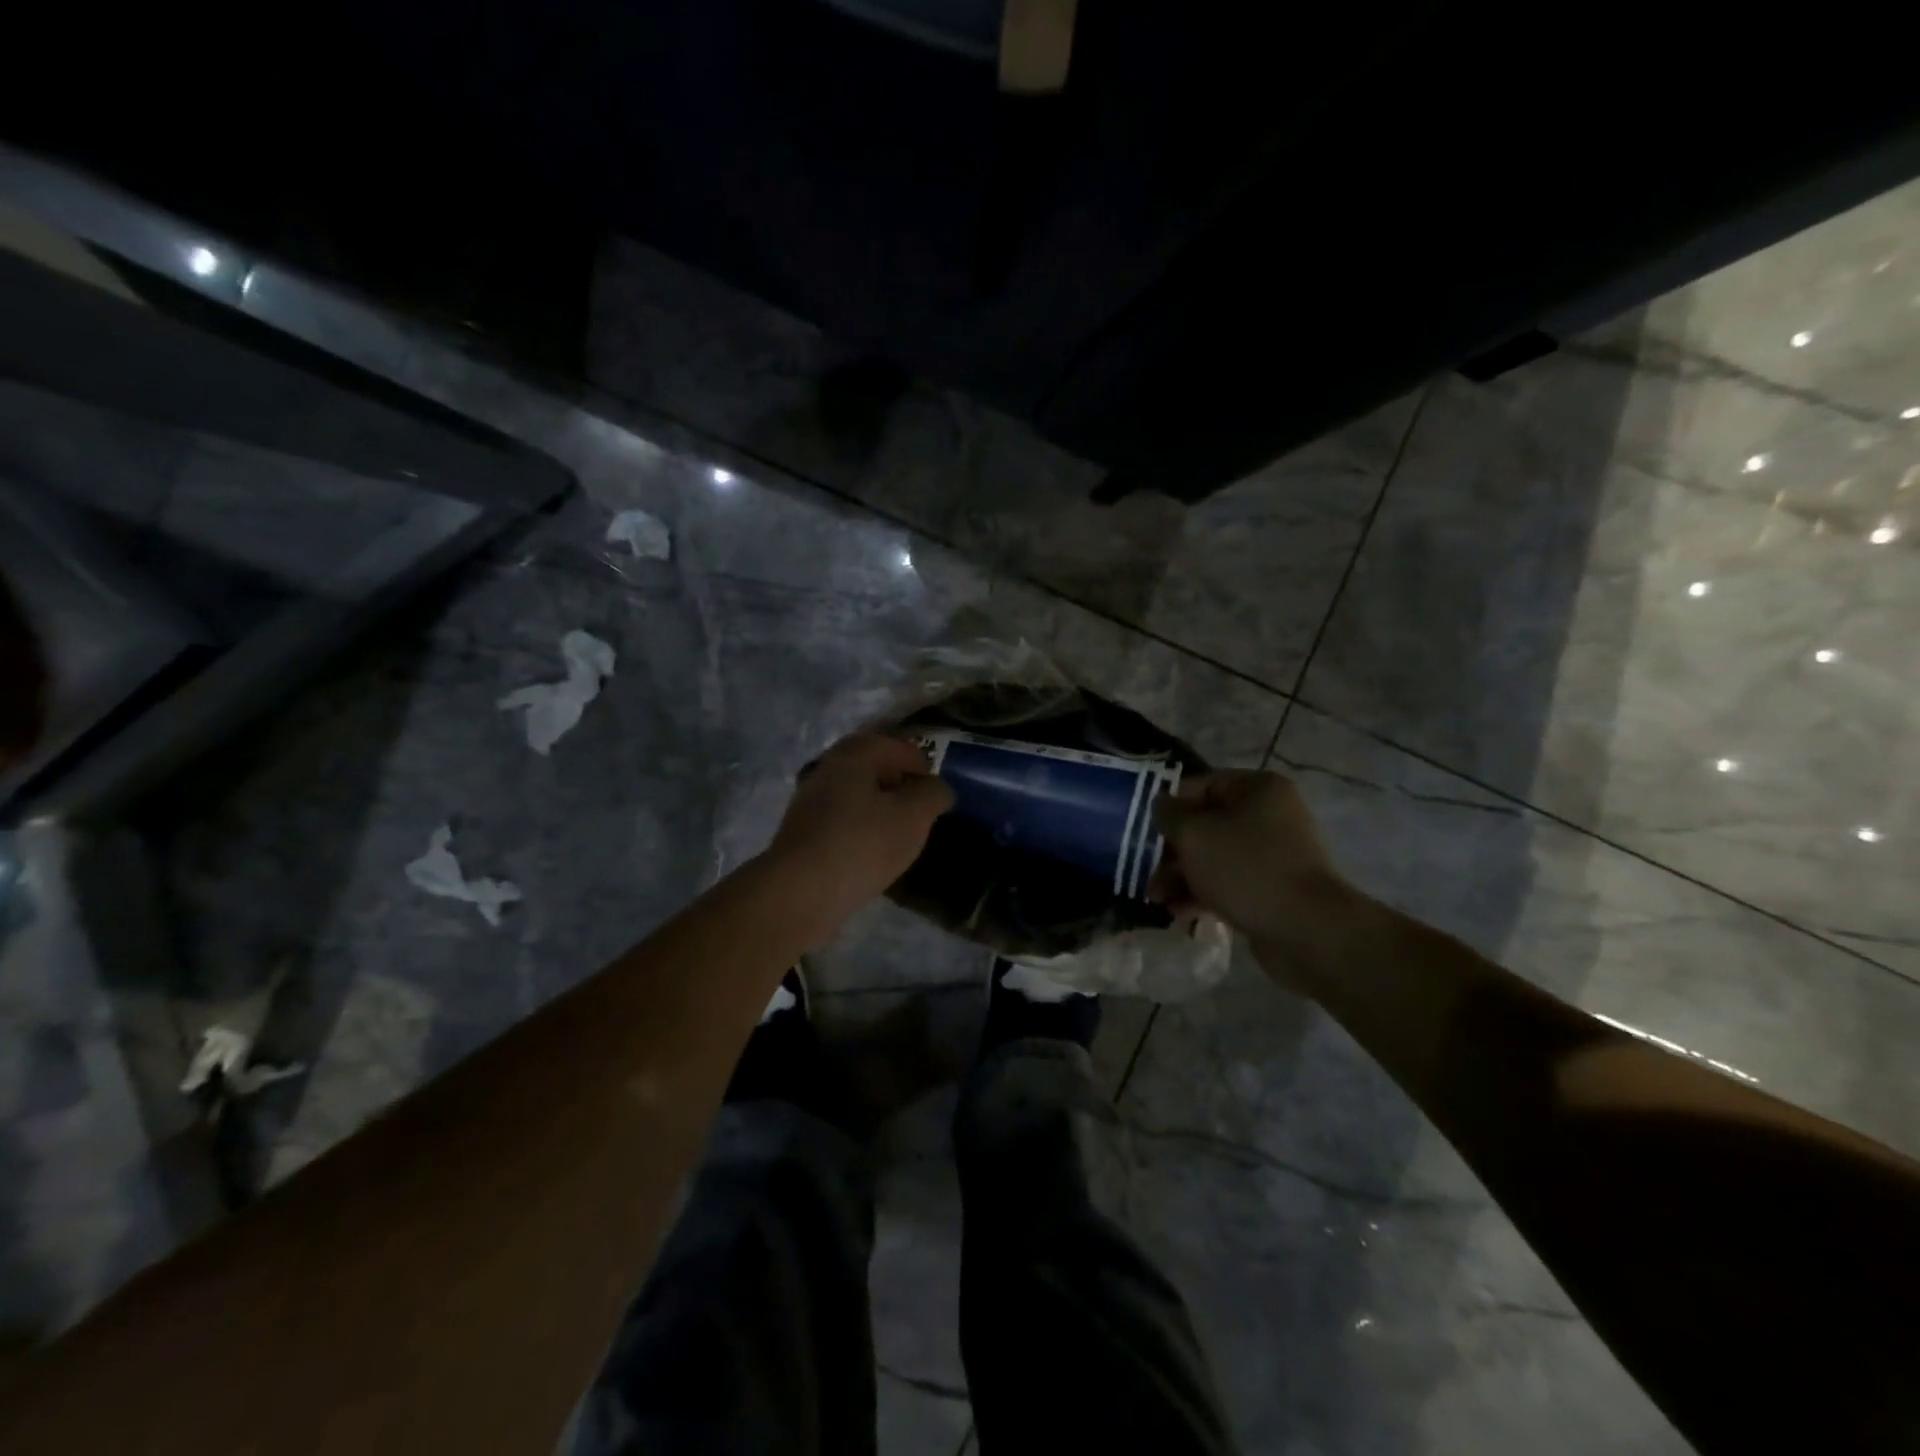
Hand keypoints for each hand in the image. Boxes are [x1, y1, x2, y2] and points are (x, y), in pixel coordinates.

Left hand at [765, 733, 954, 932]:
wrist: (801, 892)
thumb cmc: (863, 843)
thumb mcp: (914, 815)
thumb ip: (933, 794)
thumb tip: (937, 788)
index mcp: (851, 756)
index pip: (890, 744)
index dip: (918, 761)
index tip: (934, 786)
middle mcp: (825, 771)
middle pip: (868, 767)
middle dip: (896, 782)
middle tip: (919, 805)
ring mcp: (808, 804)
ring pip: (852, 795)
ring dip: (877, 806)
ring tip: (899, 831)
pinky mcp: (802, 836)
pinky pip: (840, 821)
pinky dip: (860, 827)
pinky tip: (872, 851)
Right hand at [1149, 771, 1362, 957]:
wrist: (1307, 930)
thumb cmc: (1246, 868)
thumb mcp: (1194, 834)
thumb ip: (1169, 814)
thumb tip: (1161, 805)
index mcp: (1257, 788)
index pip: (1200, 785)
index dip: (1168, 807)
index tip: (1144, 832)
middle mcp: (1269, 814)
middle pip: (1205, 824)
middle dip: (1172, 851)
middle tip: (1147, 873)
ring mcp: (1272, 854)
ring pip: (1212, 857)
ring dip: (1182, 877)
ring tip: (1159, 900)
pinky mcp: (1271, 888)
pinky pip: (1227, 883)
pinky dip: (1203, 894)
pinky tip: (1181, 914)